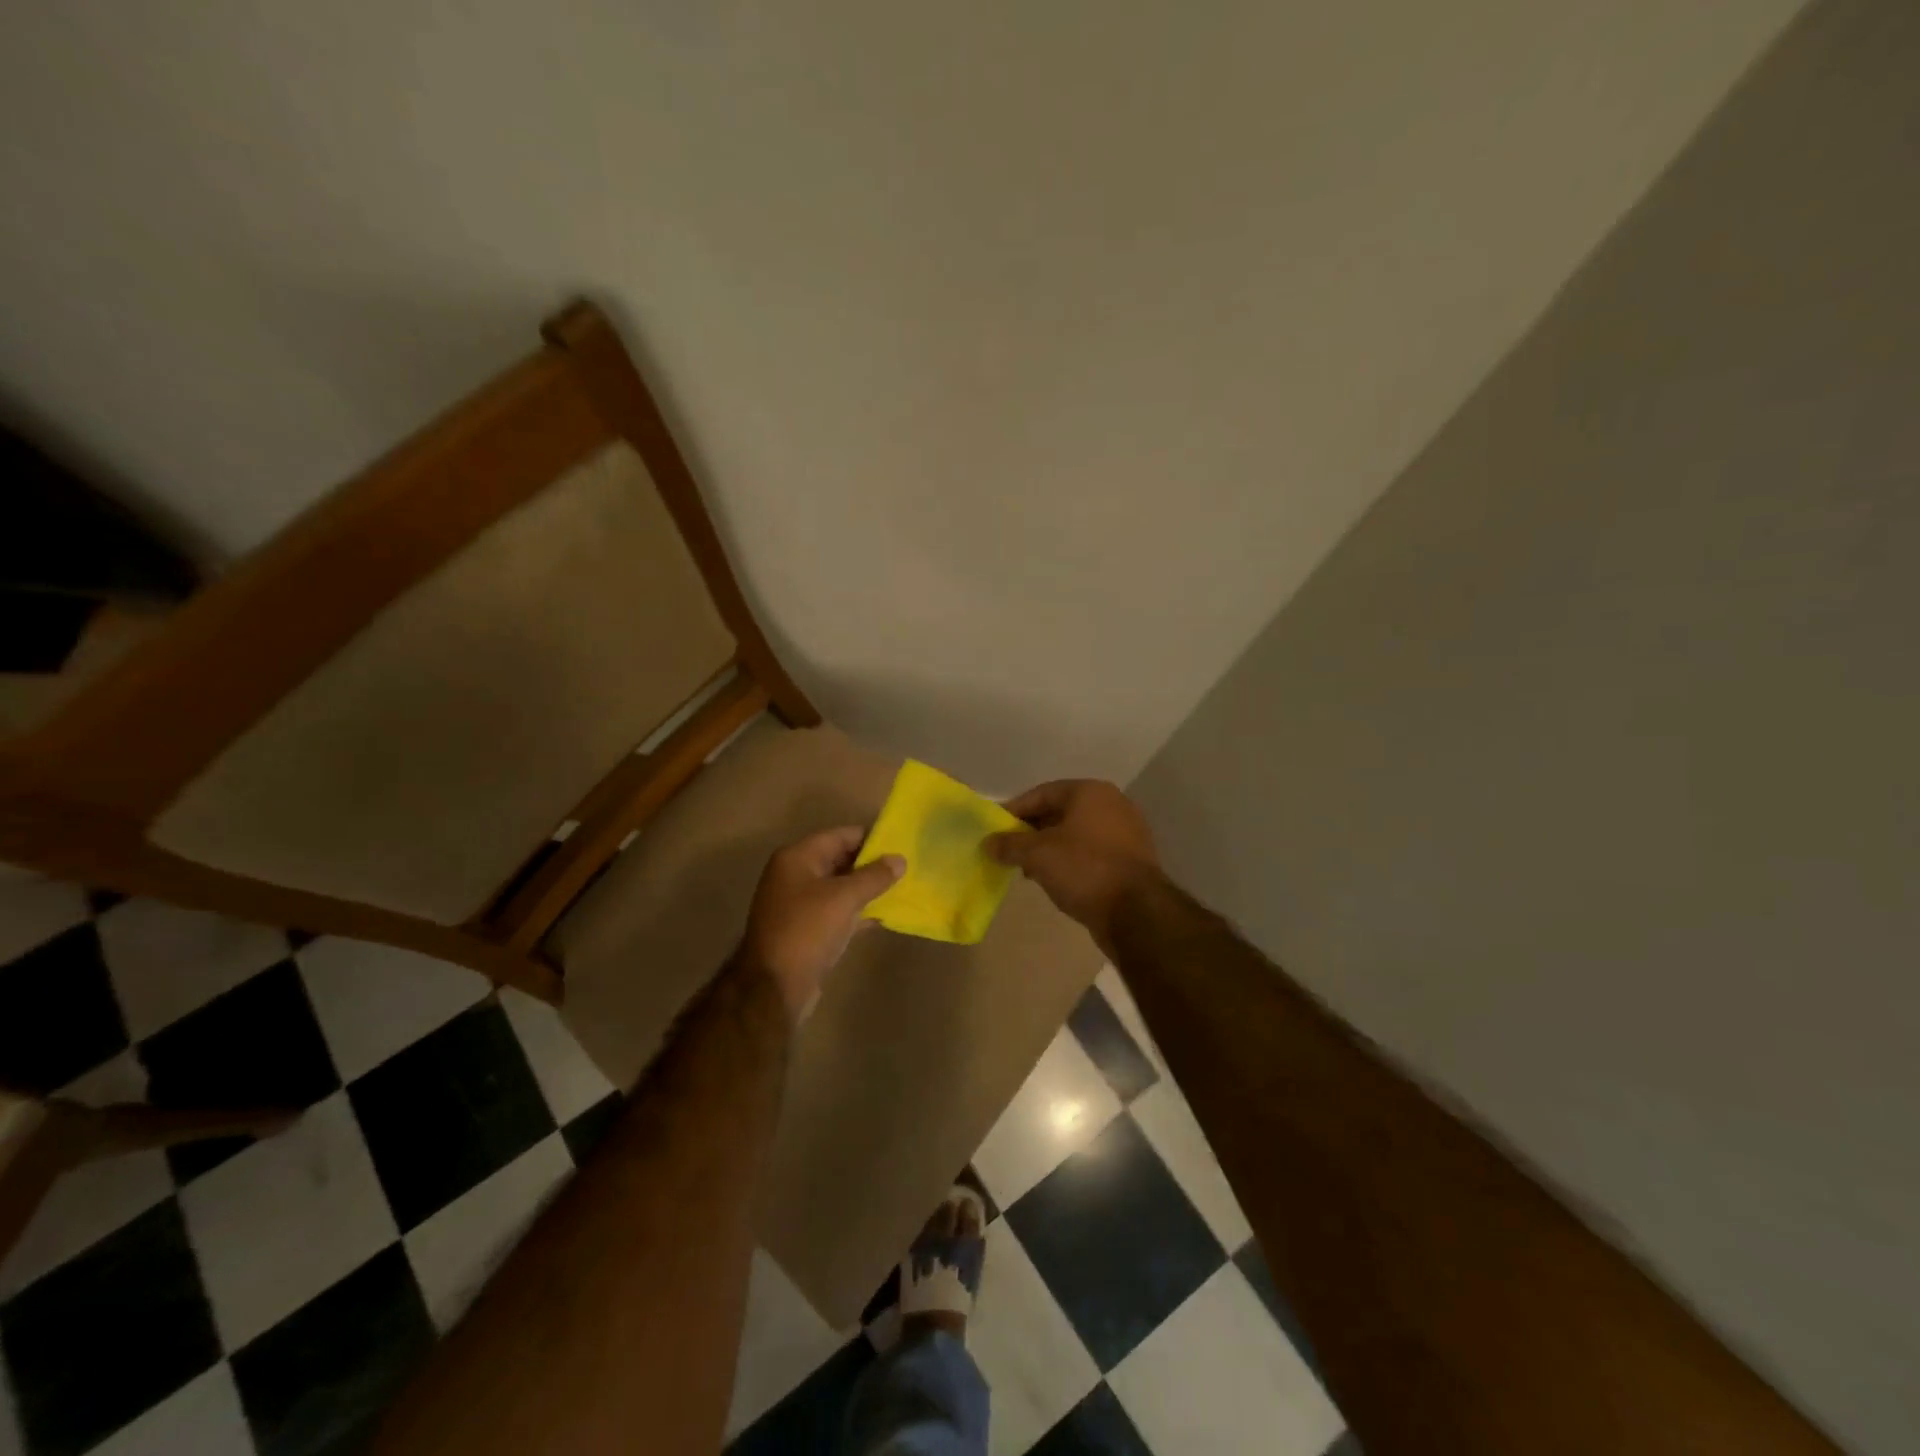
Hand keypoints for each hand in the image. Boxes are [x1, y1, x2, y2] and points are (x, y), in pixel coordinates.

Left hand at [743, 827, 904, 1019]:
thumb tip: (900, 859)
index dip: (871, 838)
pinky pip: (836, 911)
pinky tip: (883, 916)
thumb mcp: (844, 898)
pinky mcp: (805, 930)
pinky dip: (857, 912)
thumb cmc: (807, 930)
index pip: (840, 836)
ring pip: (839, 888)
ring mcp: (798, 904)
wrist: (774, 987)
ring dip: (866, 889)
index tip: (901, 843)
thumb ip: (874, 876)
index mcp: (797, 858)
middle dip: (871, 864)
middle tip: (906, 868)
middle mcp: (794, 875)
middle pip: (839, 860)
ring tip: (902, 889)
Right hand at [986, 780, 1161, 948]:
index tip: (995, 830)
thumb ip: (1010, 844)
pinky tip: (1056, 880)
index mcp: (1090, 792)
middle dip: (1032, 832)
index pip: (1042, 794)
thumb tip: (988, 843)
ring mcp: (1126, 832)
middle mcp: (1112, 804)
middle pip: (1060, 812)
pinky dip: (1072, 861)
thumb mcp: (1038, 855)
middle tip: (1010, 851)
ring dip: (1050, 849)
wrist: (1136, 912)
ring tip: (1029, 870)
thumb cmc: (1084, 869)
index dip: (1014, 811)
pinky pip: (1092, 853)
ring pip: (1077, 834)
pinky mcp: (1132, 859)